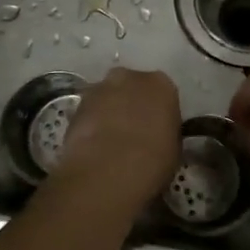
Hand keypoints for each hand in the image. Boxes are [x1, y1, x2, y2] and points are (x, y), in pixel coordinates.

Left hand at [55, 67, 180, 201]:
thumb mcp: (174, 149)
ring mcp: (99, 89)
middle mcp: (130, 77)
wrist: (108, 171)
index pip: (162, 93)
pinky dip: (90, 125)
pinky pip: (88, 113)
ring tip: (109, 142)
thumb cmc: (153, 161)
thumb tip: (157, 137)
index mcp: (161, 84)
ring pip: (106, 98)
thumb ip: (165, 133)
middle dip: (131, 104)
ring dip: (108, 113)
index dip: (158, 112)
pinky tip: (92, 147)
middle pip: (131, 87)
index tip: (156, 129)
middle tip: (132, 132)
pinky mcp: (75, 106)